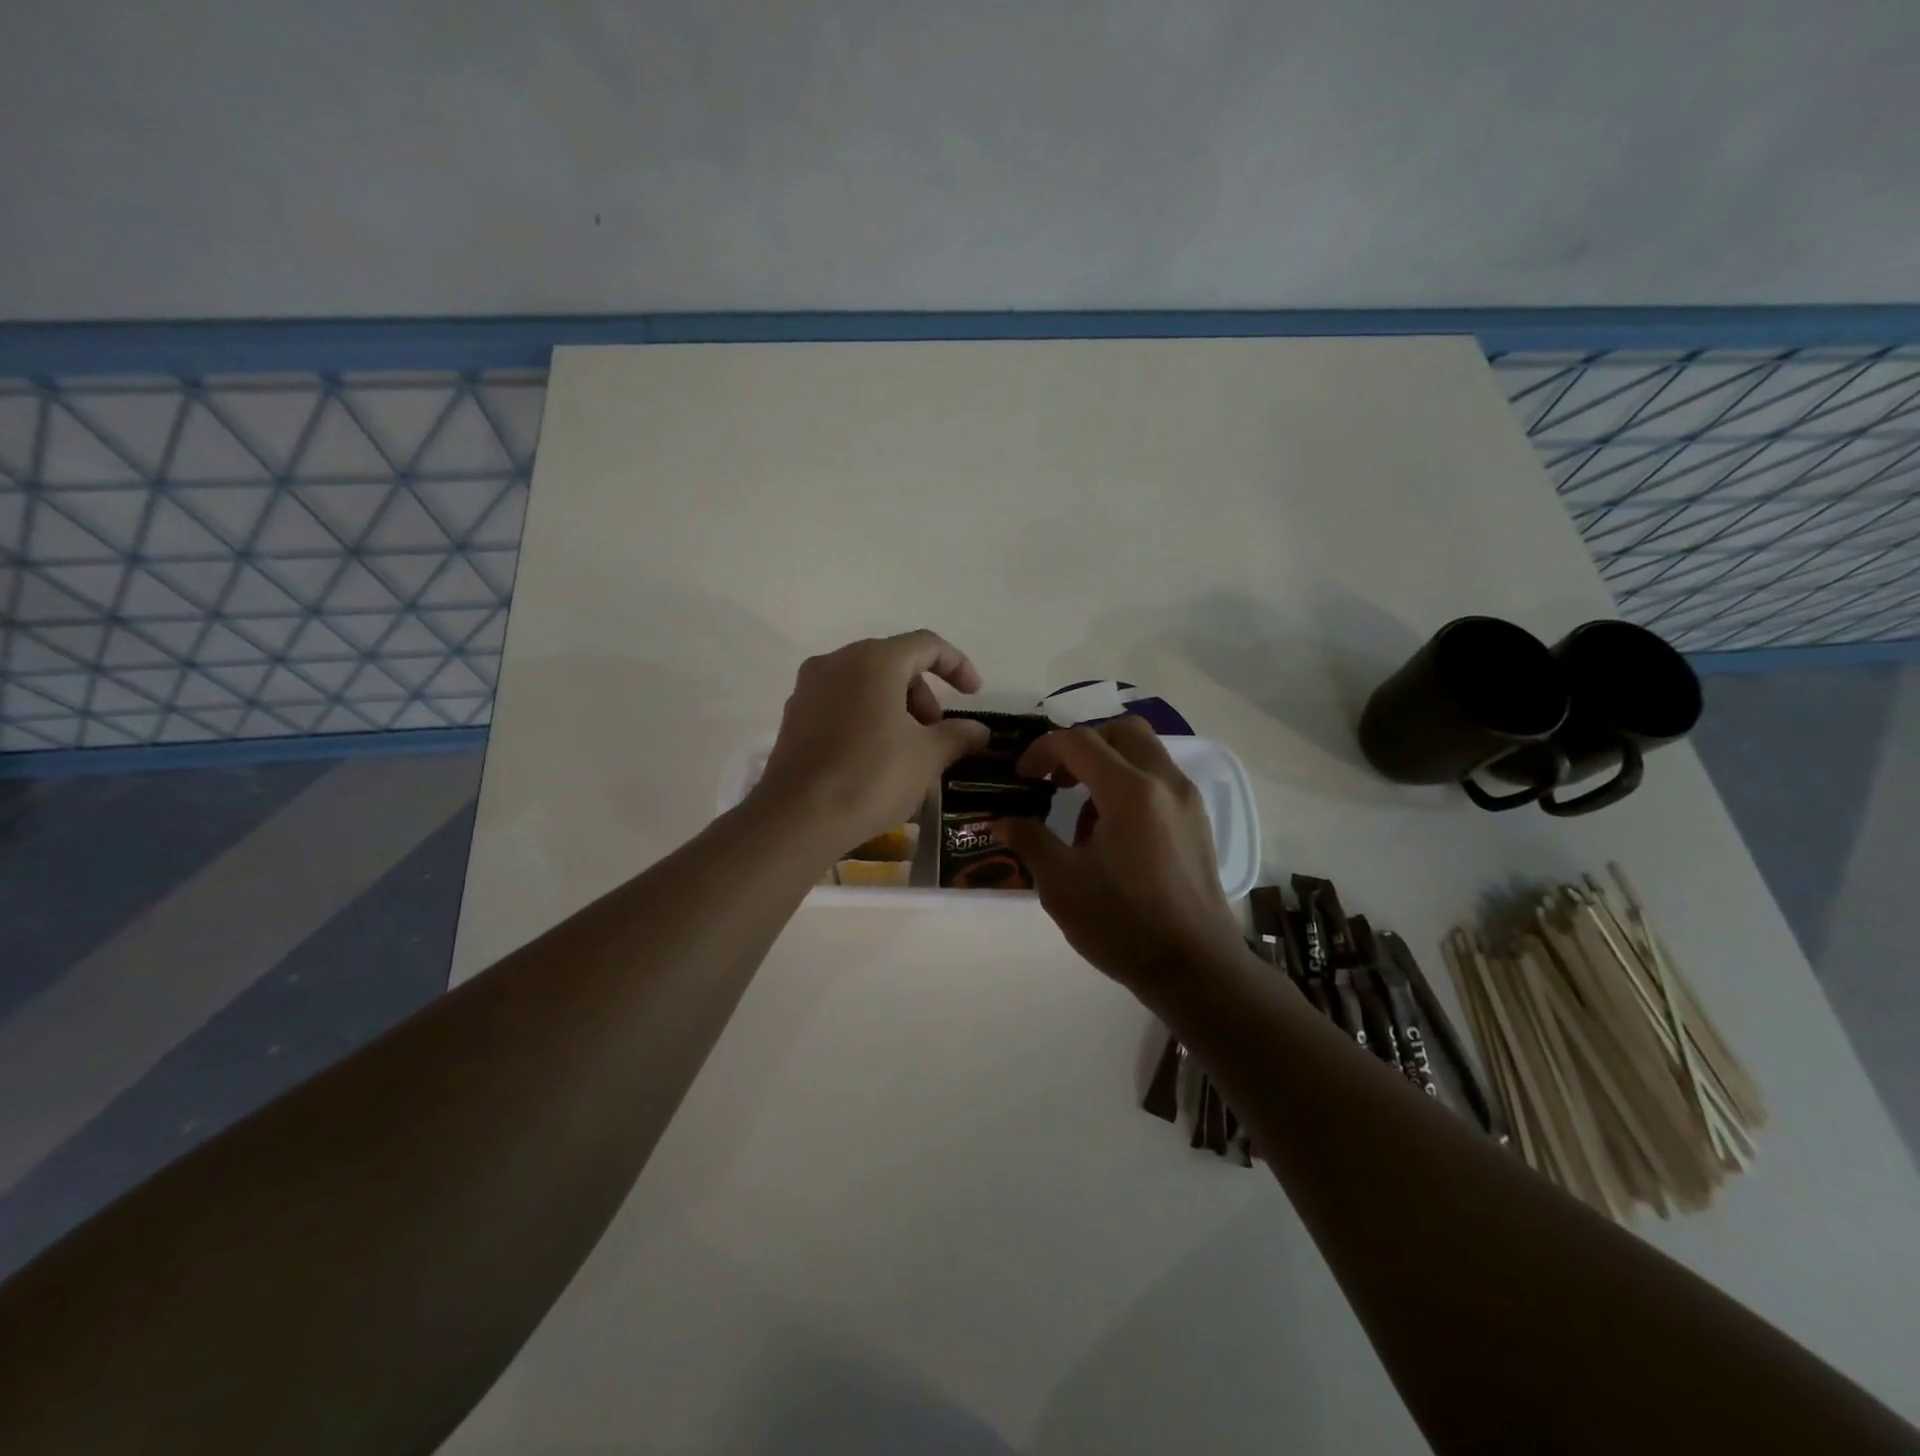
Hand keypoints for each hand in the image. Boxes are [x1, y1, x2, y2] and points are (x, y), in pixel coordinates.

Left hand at [753, 630, 990, 852]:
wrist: (798, 818)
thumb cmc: (871, 777)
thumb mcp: (927, 757)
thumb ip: (957, 735)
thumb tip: (979, 731)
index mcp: (874, 660)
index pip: (926, 645)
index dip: (957, 665)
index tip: (973, 695)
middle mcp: (837, 662)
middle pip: (894, 663)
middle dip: (923, 695)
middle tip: (936, 735)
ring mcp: (809, 688)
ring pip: (865, 684)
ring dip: (896, 708)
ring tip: (907, 751)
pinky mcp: (794, 716)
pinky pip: (841, 703)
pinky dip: (866, 718)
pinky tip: (875, 758)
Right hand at [993, 719, 1247, 998]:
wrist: (1196, 968)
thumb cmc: (1123, 925)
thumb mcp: (1061, 885)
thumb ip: (1029, 841)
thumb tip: (1003, 819)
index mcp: (1130, 791)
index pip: (1079, 741)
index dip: (1042, 750)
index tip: (1022, 777)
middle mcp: (1165, 782)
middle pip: (1120, 731)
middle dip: (1081, 744)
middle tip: (1056, 778)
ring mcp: (1187, 801)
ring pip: (1144, 752)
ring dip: (1107, 764)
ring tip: (1082, 815)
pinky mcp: (1197, 822)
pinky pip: (1159, 779)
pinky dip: (1130, 784)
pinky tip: (1112, 833)